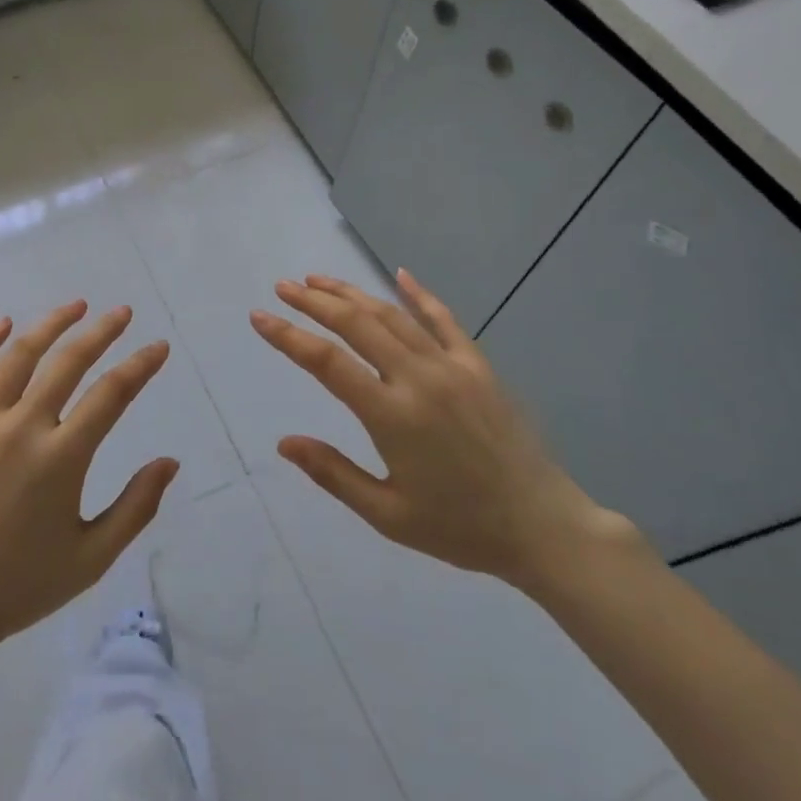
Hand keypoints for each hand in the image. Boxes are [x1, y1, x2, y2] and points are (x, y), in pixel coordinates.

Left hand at [0, 302, 178, 656]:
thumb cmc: (20, 586)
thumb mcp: (91, 557)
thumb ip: (136, 507)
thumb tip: (170, 461)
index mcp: (62, 460)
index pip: (111, 395)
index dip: (140, 365)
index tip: (158, 347)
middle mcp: (22, 429)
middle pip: (68, 362)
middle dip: (101, 332)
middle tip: (122, 313)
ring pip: (18, 356)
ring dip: (50, 325)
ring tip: (75, 306)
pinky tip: (3, 324)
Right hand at [250, 269, 632, 590]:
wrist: (542, 526)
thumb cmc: (459, 527)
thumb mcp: (388, 515)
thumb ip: (333, 474)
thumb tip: (284, 442)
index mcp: (392, 416)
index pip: (327, 363)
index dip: (288, 336)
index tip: (259, 317)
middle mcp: (419, 379)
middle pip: (357, 324)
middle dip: (315, 302)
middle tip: (283, 287)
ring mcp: (452, 367)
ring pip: (393, 315)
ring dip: (352, 294)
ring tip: (319, 281)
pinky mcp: (478, 366)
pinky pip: (444, 320)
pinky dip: (419, 294)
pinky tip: (400, 274)